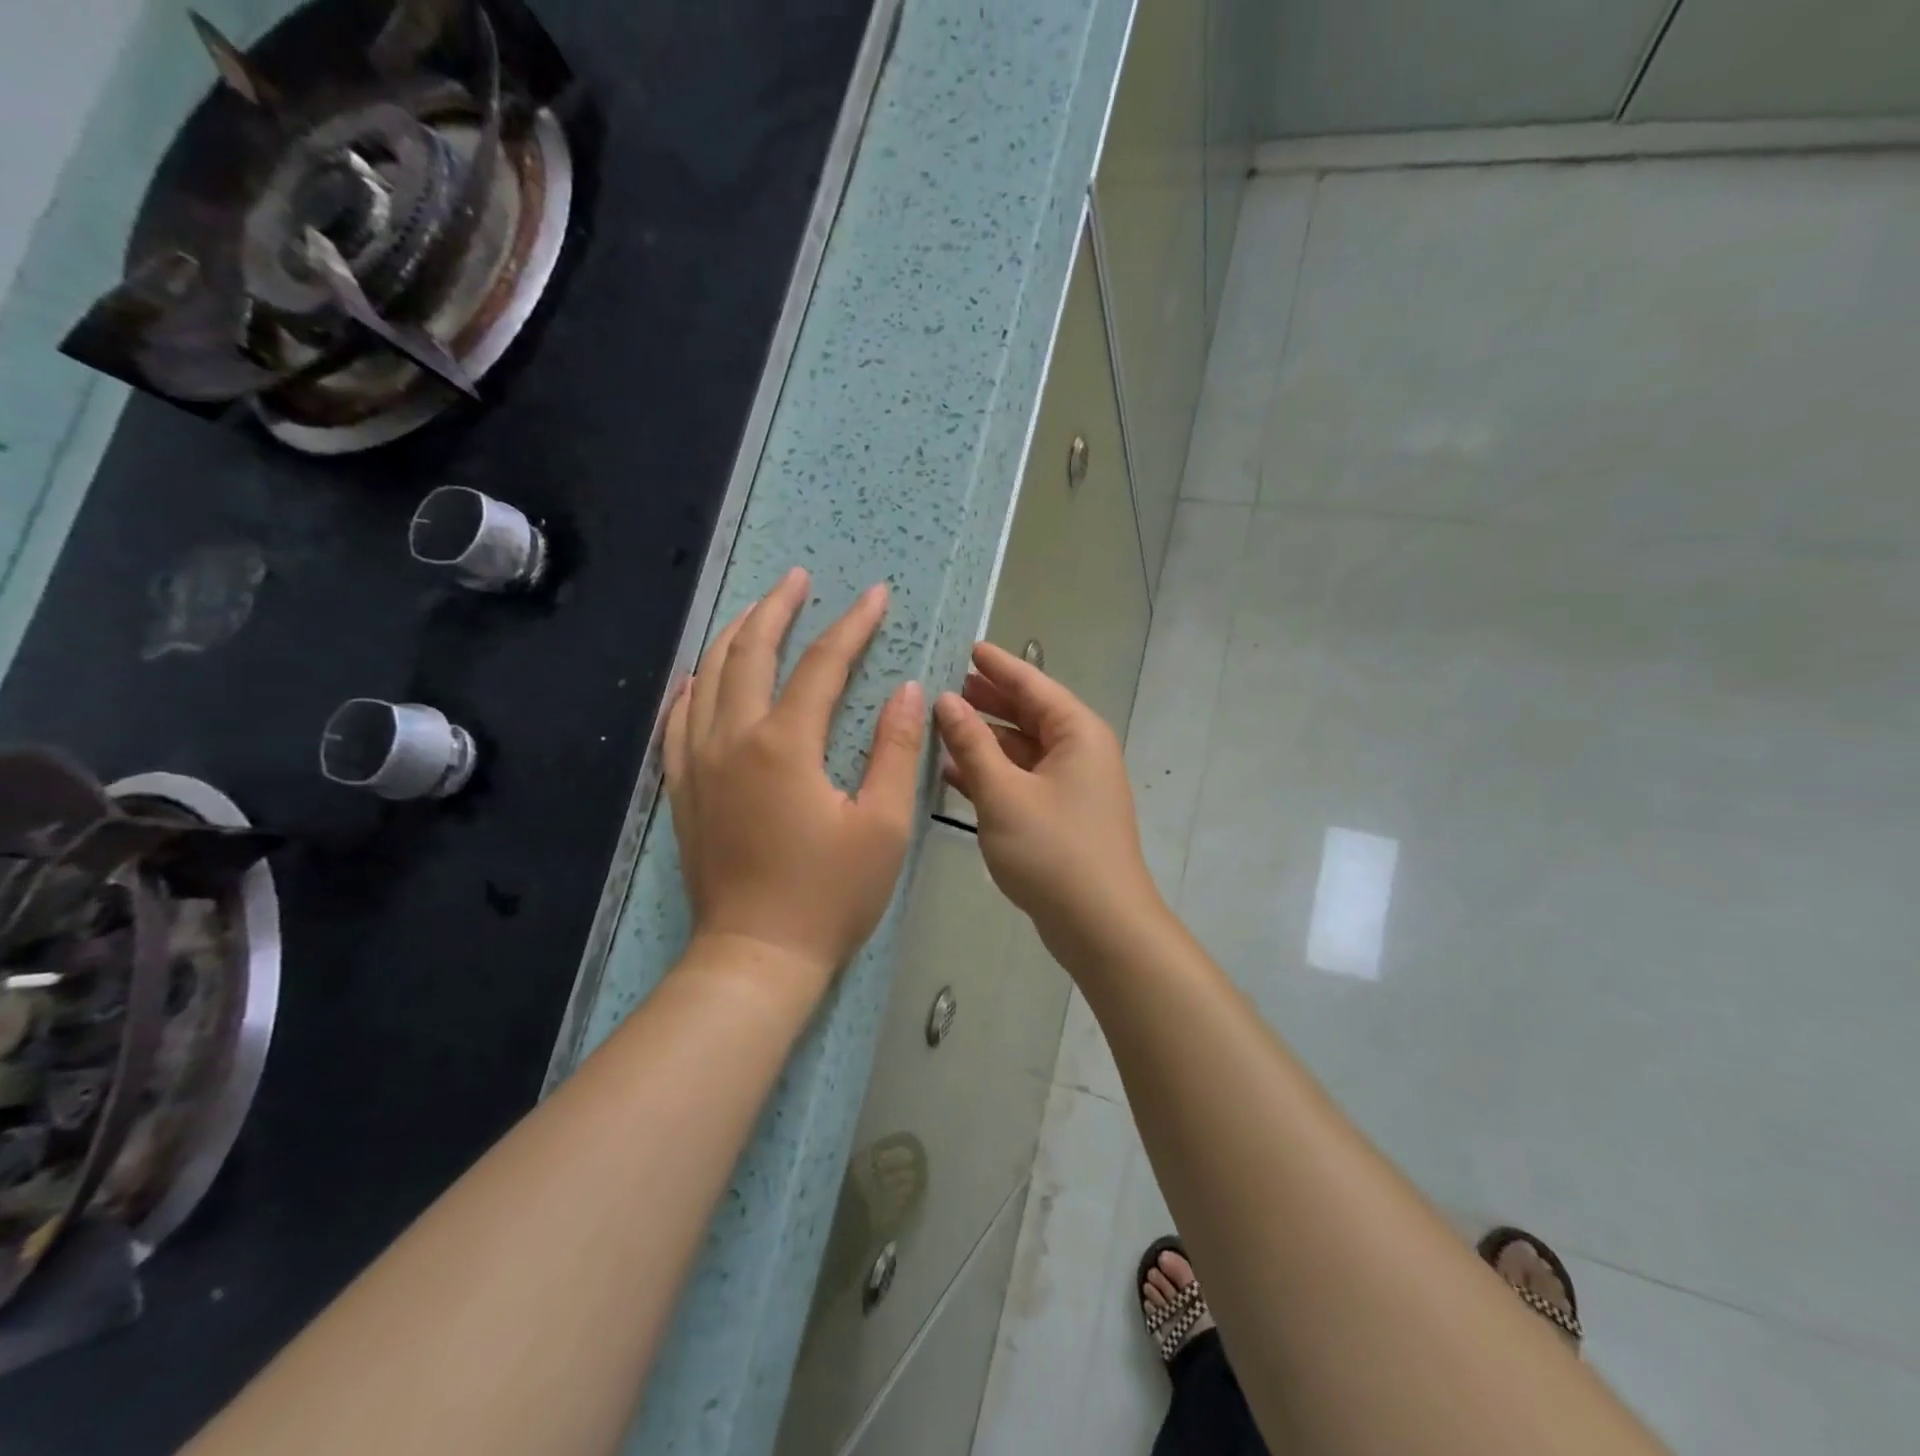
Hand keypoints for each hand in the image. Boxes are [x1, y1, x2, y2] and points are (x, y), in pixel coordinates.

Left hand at [664, 568, 925, 993]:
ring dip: (733, 635)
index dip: (852, 625)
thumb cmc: (830, 895)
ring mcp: (698, 763)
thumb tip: (906, 690)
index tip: (876, 596)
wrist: (756, 956)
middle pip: (750, 652)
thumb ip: (895, 751)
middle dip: (778, 608)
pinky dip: (693, 687)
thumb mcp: (883, 825)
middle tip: (799, 579)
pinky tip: (701, 676)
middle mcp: (732, 739)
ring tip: (756, 609)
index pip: (822, 664)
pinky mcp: (683, 789)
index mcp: (785, 745)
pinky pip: (678, 720)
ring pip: (708, 677)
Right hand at [932, 643, 1162, 961]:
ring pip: (1023, 749)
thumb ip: (971, 744)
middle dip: (989, 700)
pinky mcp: (1062, 816)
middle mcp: (1080, 752)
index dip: (998, 666)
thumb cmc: (1052, 850)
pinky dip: (993, 773)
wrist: (1099, 925)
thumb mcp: (1003, 793)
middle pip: (1030, 714)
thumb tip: (945, 701)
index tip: (968, 647)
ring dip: (986, 739)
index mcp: (1077, 733)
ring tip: (942, 724)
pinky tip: (954, 773)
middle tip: (947, 685)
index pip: (1033, 685)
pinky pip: (1023, 780)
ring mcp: (1072, 786)